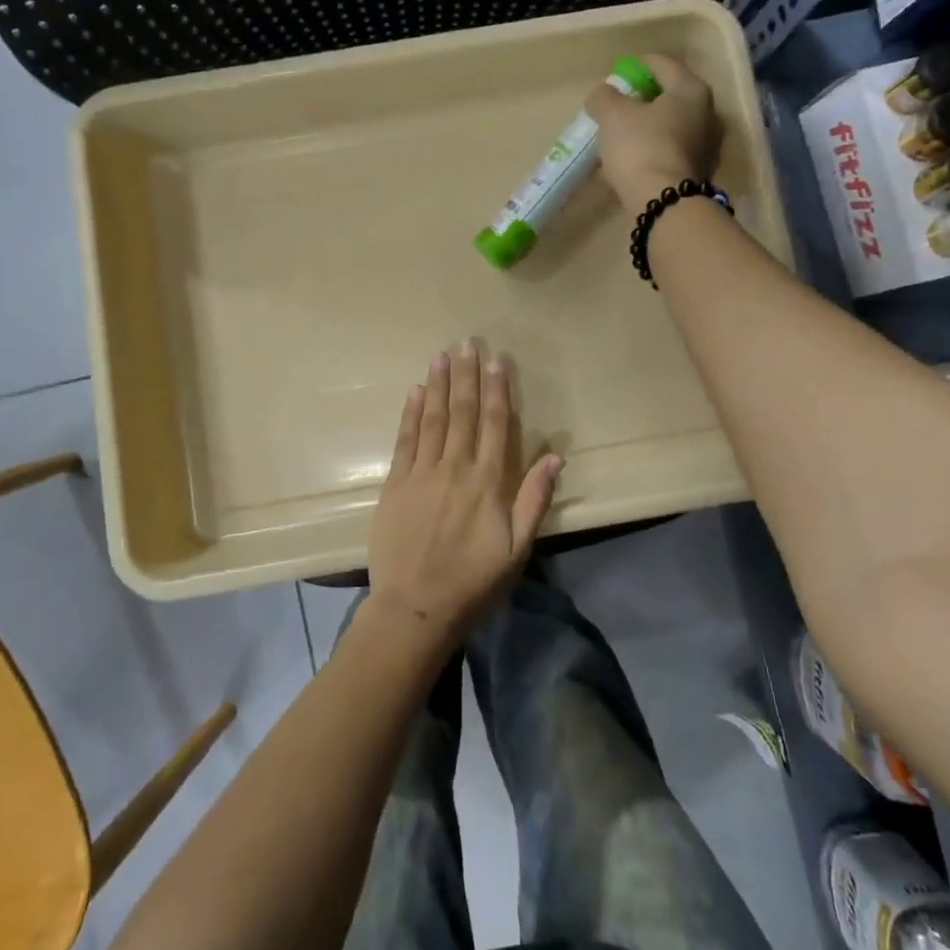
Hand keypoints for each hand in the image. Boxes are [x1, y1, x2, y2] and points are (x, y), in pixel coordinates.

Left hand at [366, 343, 561, 650]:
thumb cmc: (473, 582)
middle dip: (466, 375)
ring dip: (438, 385)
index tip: (497, 360)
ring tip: (442, 355)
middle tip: (467, 342)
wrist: (415, 607)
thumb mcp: (518, 549)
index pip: (494, 424)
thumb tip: (554, 456)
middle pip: (462, 412)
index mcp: (487, 482)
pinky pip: (405, 441)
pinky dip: (410, 414)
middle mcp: (455, 468)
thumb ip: (534, 499)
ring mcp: (421, 474)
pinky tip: (414, 391)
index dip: (496, 390)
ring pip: (433, 419)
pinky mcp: (395, 485)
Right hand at [583, 53, 721, 205]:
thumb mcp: (612, 115)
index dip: (635, 65)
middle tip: (616, 107)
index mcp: (691, 90)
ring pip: (668, 128)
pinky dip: (650, 153)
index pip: (662, 64)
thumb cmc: (641, 148)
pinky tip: (628, 164)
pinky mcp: (698, 173)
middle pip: (668, 97)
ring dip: (645, 130)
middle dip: (641, 101)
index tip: (616, 75)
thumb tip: (603, 94)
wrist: (665, 204)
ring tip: (618, 138)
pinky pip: (668, 153)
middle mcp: (707, 113)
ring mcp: (706, 146)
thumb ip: (604, 97)